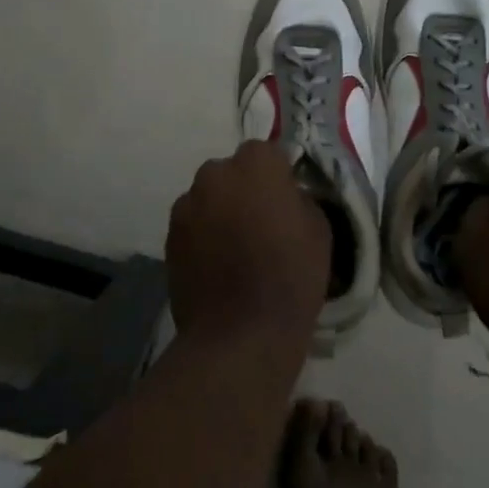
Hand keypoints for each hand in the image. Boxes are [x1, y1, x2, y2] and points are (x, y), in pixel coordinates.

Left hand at [165, 140, 331, 349]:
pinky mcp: (169, 235)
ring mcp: (187, 204)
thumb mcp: (319, 230)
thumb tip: (286, 196)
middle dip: (245, 189)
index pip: (267, 152)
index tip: (286, 200)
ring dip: (221, 211)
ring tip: (235, 248)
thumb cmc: (291, 277)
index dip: (278, 175)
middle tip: (261, 223)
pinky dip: (203, 235)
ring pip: (209, 197)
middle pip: (232, 172)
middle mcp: (215, 174)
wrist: (240, 334)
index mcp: (256, 164)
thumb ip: (299, 199)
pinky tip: (217, 265)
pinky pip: (193, 224)